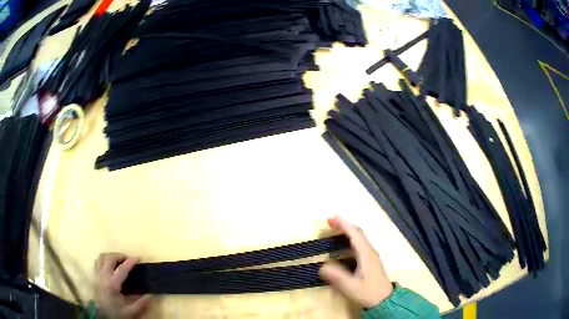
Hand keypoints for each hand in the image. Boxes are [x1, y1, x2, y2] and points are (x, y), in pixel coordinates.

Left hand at [95, 253, 150, 318]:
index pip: (121, 269)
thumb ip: (140, 303)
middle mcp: (103, 277)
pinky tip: (110, 265)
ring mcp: (98, 275)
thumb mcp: (130, 311)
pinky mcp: (96, 276)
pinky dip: (104, 259)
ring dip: (111, 256)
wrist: (104, 316)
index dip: (129, 262)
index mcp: (112, 285)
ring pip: (102, 257)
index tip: (138, 258)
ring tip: (119, 261)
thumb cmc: (116, 312)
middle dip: (119, 255)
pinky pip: (98, 262)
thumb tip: (150, 295)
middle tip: (128, 260)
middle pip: (109, 258)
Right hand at [319, 216, 392, 307]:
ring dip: (348, 231)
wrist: (385, 299)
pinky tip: (345, 244)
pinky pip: (360, 243)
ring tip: (335, 229)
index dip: (343, 224)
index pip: (355, 234)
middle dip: (344, 225)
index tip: (330, 218)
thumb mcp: (351, 287)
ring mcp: (372, 255)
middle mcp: (370, 251)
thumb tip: (322, 266)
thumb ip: (337, 276)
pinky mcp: (371, 260)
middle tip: (330, 221)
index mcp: (366, 254)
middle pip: (358, 232)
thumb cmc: (368, 292)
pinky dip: (351, 238)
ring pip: (360, 237)